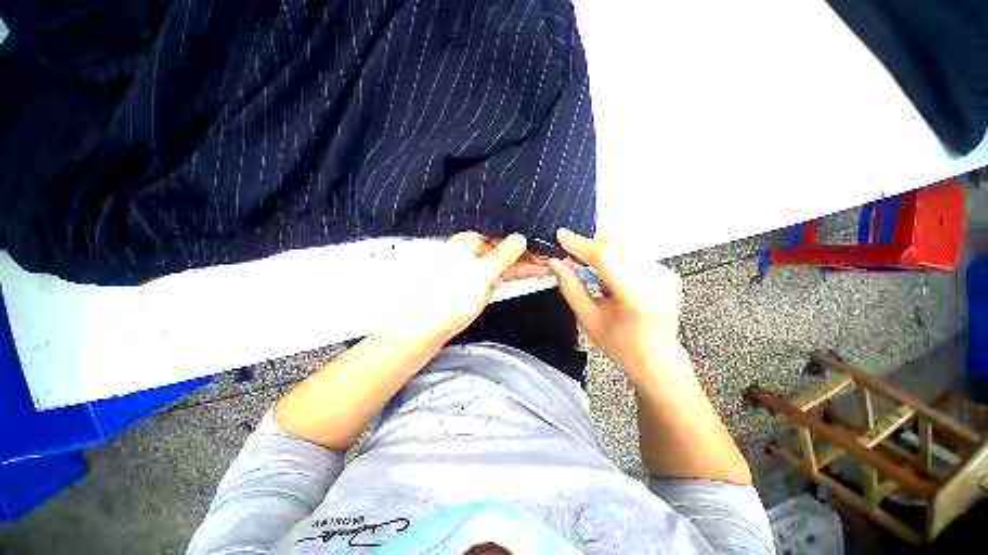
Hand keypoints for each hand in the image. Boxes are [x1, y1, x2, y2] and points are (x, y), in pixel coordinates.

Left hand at [403, 232, 547, 341]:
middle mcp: (475, 249)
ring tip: (550, 261)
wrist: (438, 323)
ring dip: (527, 262)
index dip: (520, 234)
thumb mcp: (481, 272)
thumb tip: (520, 237)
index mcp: (468, 240)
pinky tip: (537, 271)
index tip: (540, 235)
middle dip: (527, 250)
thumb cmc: (454, 294)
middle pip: (505, 246)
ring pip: (508, 260)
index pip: (499, 232)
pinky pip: (505, 272)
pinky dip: (520, 272)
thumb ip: (502, 255)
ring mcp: (482, 266)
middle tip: (550, 251)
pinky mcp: (486, 280)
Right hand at [548, 228, 683, 380]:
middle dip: (590, 247)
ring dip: (603, 253)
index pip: (604, 256)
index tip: (561, 236)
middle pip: (615, 245)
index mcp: (635, 296)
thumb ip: (571, 288)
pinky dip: (617, 259)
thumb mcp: (588, 319)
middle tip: (574, 259)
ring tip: (596, 275)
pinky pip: (634, 254)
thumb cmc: (620, 345)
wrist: (658, 359)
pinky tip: (613, 279)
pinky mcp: (668, 272)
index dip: (580, 244)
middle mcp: (656, 279)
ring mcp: (665, 274)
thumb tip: (555, 262)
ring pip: (624, 246)